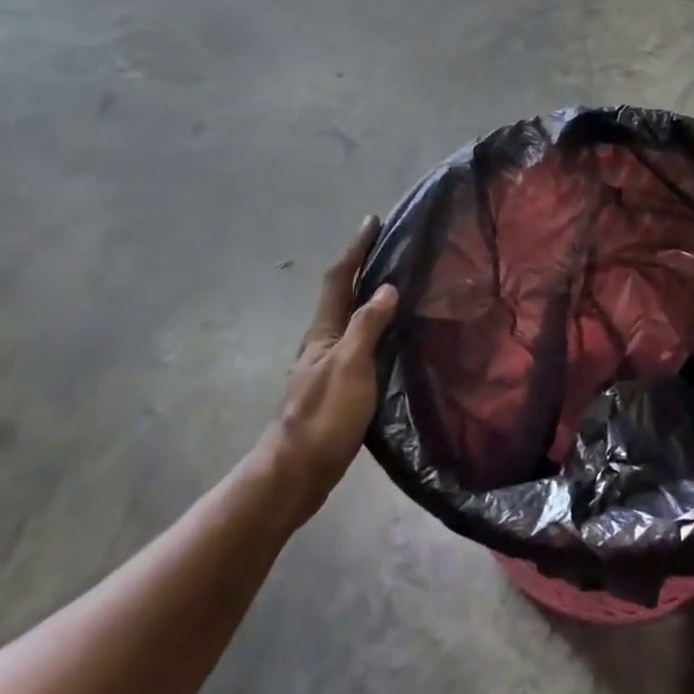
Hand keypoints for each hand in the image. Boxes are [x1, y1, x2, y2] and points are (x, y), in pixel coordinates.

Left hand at [260, 217, 398, 525]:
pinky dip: (375, 327)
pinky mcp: (338, 387)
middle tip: (388, 248)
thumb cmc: (324, 416)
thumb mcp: (350, 366)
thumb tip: (386, 287)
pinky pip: (360, 343)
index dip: (355, 248)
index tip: (371, 220)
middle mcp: (323, 343)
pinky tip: (392, 337)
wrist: (296, 472)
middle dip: (361, 267)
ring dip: (367, 296)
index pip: (339, 279)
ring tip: (396, 285)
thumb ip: (367, 326)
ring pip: (350, 319)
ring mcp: (328, 366)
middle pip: (341, 295)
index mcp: (323, 332)